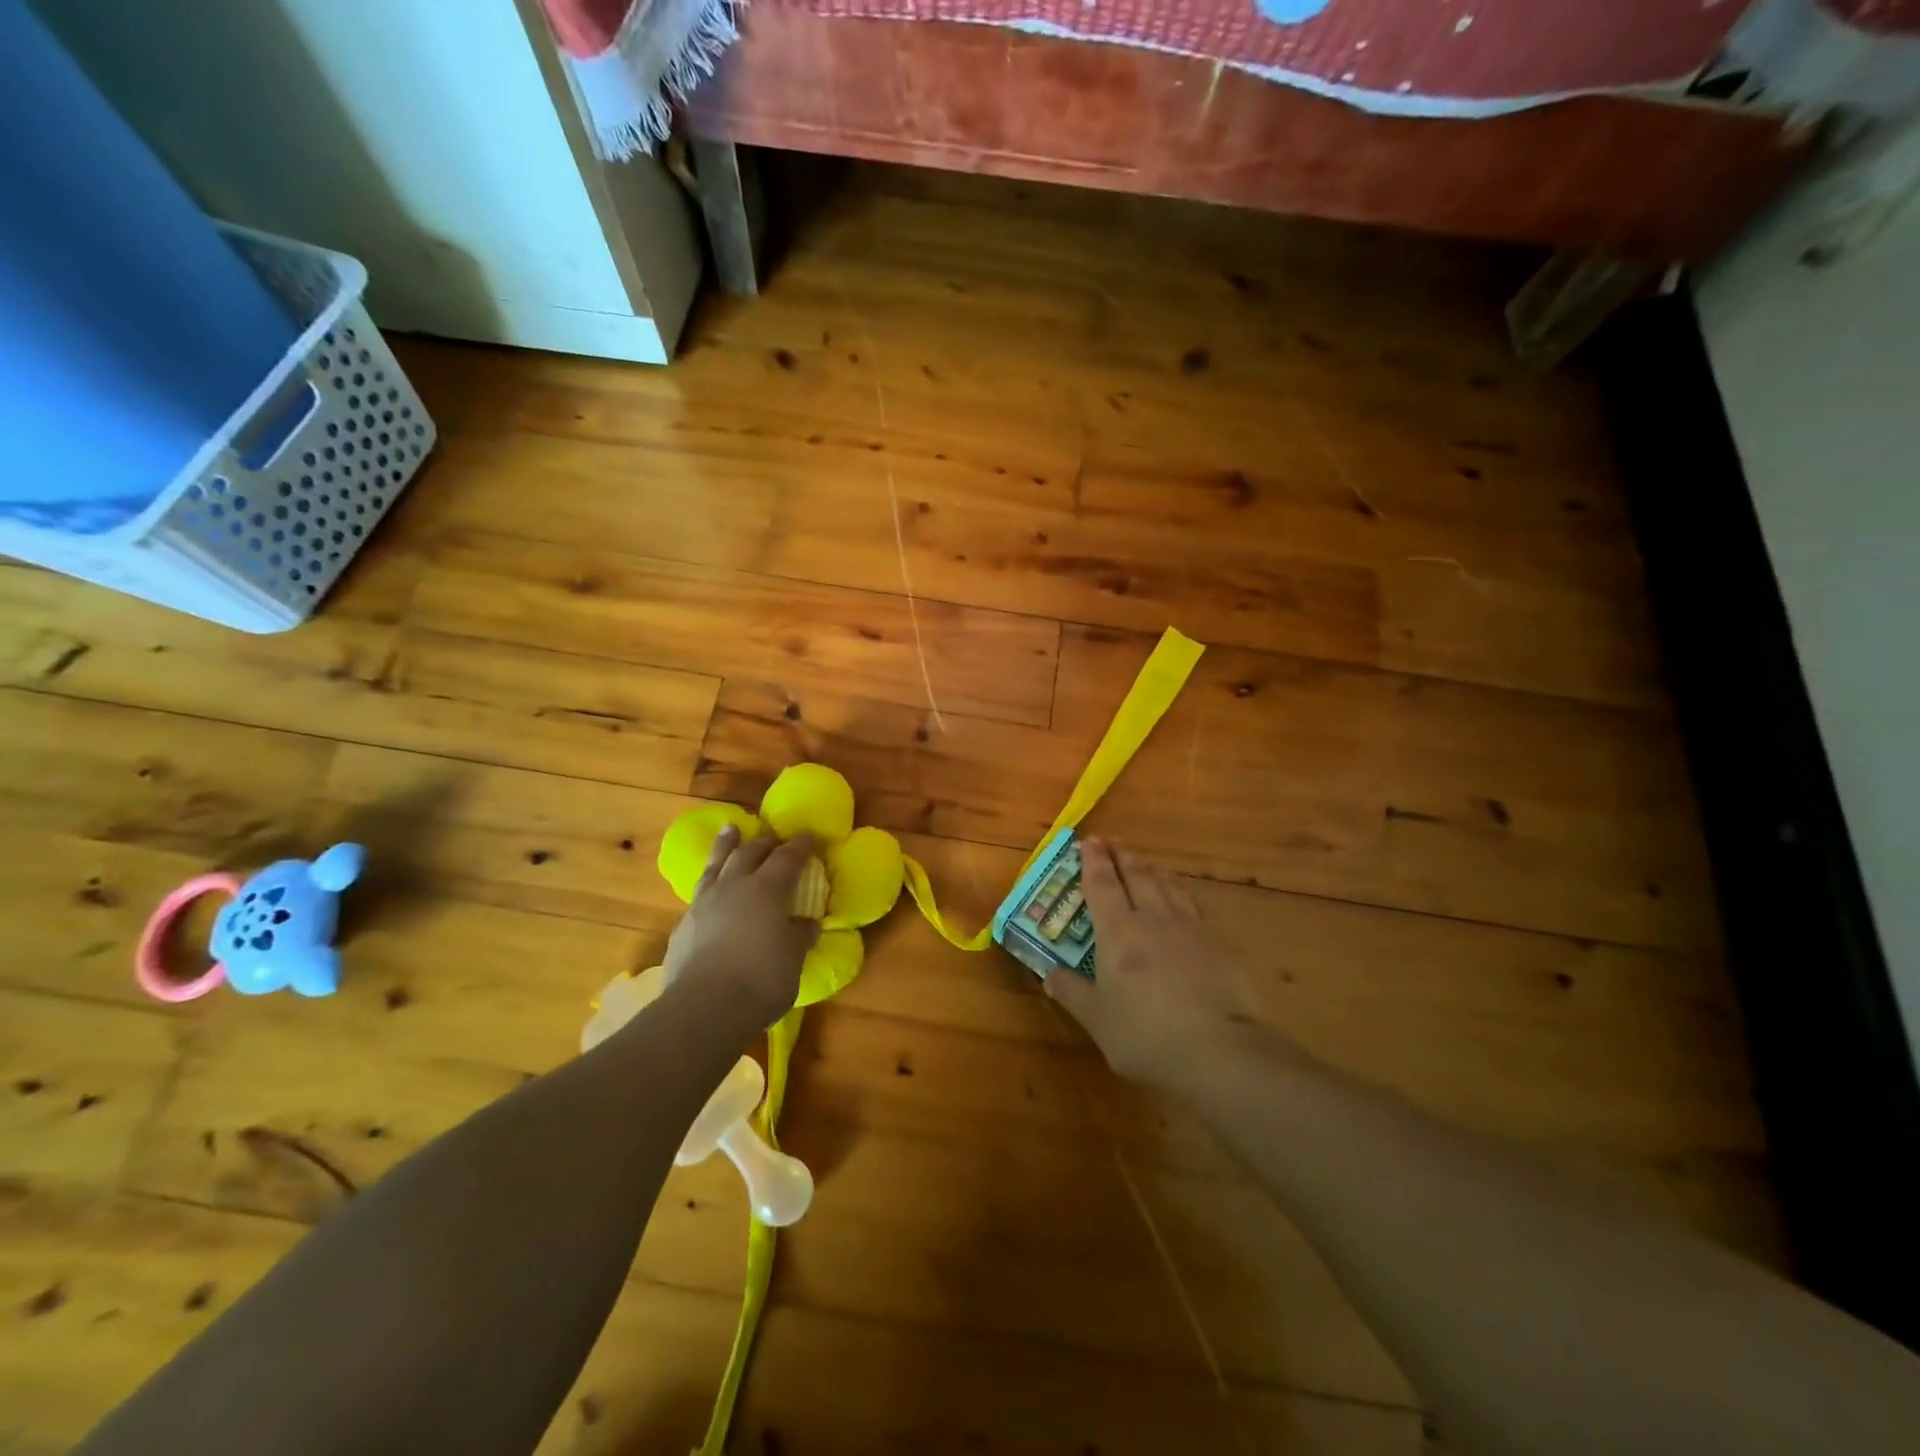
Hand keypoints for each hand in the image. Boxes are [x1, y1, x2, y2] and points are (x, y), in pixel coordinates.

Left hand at [662, 826, 818, 1030]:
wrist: (702, 1009)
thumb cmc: (760, 980)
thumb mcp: (793, 959)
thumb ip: (799, 936)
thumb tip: (806, 924)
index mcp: (768, 889)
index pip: (788, 857)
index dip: (800, 845)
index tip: (808, 836)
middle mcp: (735, 886)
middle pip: (750, 852)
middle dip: (764, 842)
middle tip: (773, 838)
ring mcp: (704, 902)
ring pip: (716, 863)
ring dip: (726, 846)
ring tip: (730, 830)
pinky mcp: (684, 923)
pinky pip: (700, 892)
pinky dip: (710, 883)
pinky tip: (710, 890)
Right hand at [1044, 839, 1265, 1090]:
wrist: (1220, 1049)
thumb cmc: (1146, 1034)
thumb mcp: (1098, 1020)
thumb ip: (1072, 993)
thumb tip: (1049, 976)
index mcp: (1118, 931)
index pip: (1102, 884)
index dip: (1093, 861)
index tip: (1088, 841)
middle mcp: (1153, 919)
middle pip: (1137, 875)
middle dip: (1121, 855)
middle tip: (1111, 842)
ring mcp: (1190, 928)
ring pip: (1168, 885)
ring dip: (1151, 868)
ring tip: (1143, 862)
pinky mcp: (1218, 944)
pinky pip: (1192, 905)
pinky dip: (1179, 893)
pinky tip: (1181, 901)